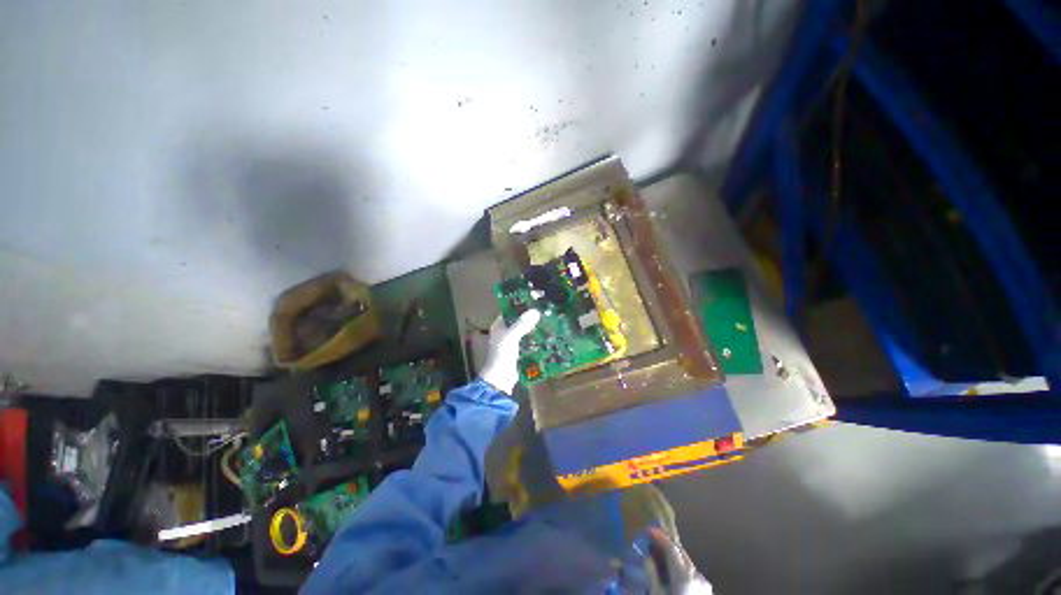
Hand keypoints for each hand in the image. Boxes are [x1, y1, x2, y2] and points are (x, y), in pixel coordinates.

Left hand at [479, 310, 540, 393]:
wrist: (500, 378)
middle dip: (529, 318)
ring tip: (547, 322)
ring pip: (523, 332)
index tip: (533, 302)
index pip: (509, 311)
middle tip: (543, 312)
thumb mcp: (511, 336)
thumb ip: (522, 324)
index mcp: (498, 326)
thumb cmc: (502, 354)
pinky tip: (544, 337)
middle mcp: (503, 333)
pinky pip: (527, 342)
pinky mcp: (517, 352)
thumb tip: (535, 311)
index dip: (519, 306)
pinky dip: (534, 340)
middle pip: (517, 321)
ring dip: (533, 329)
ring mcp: (510, 343)